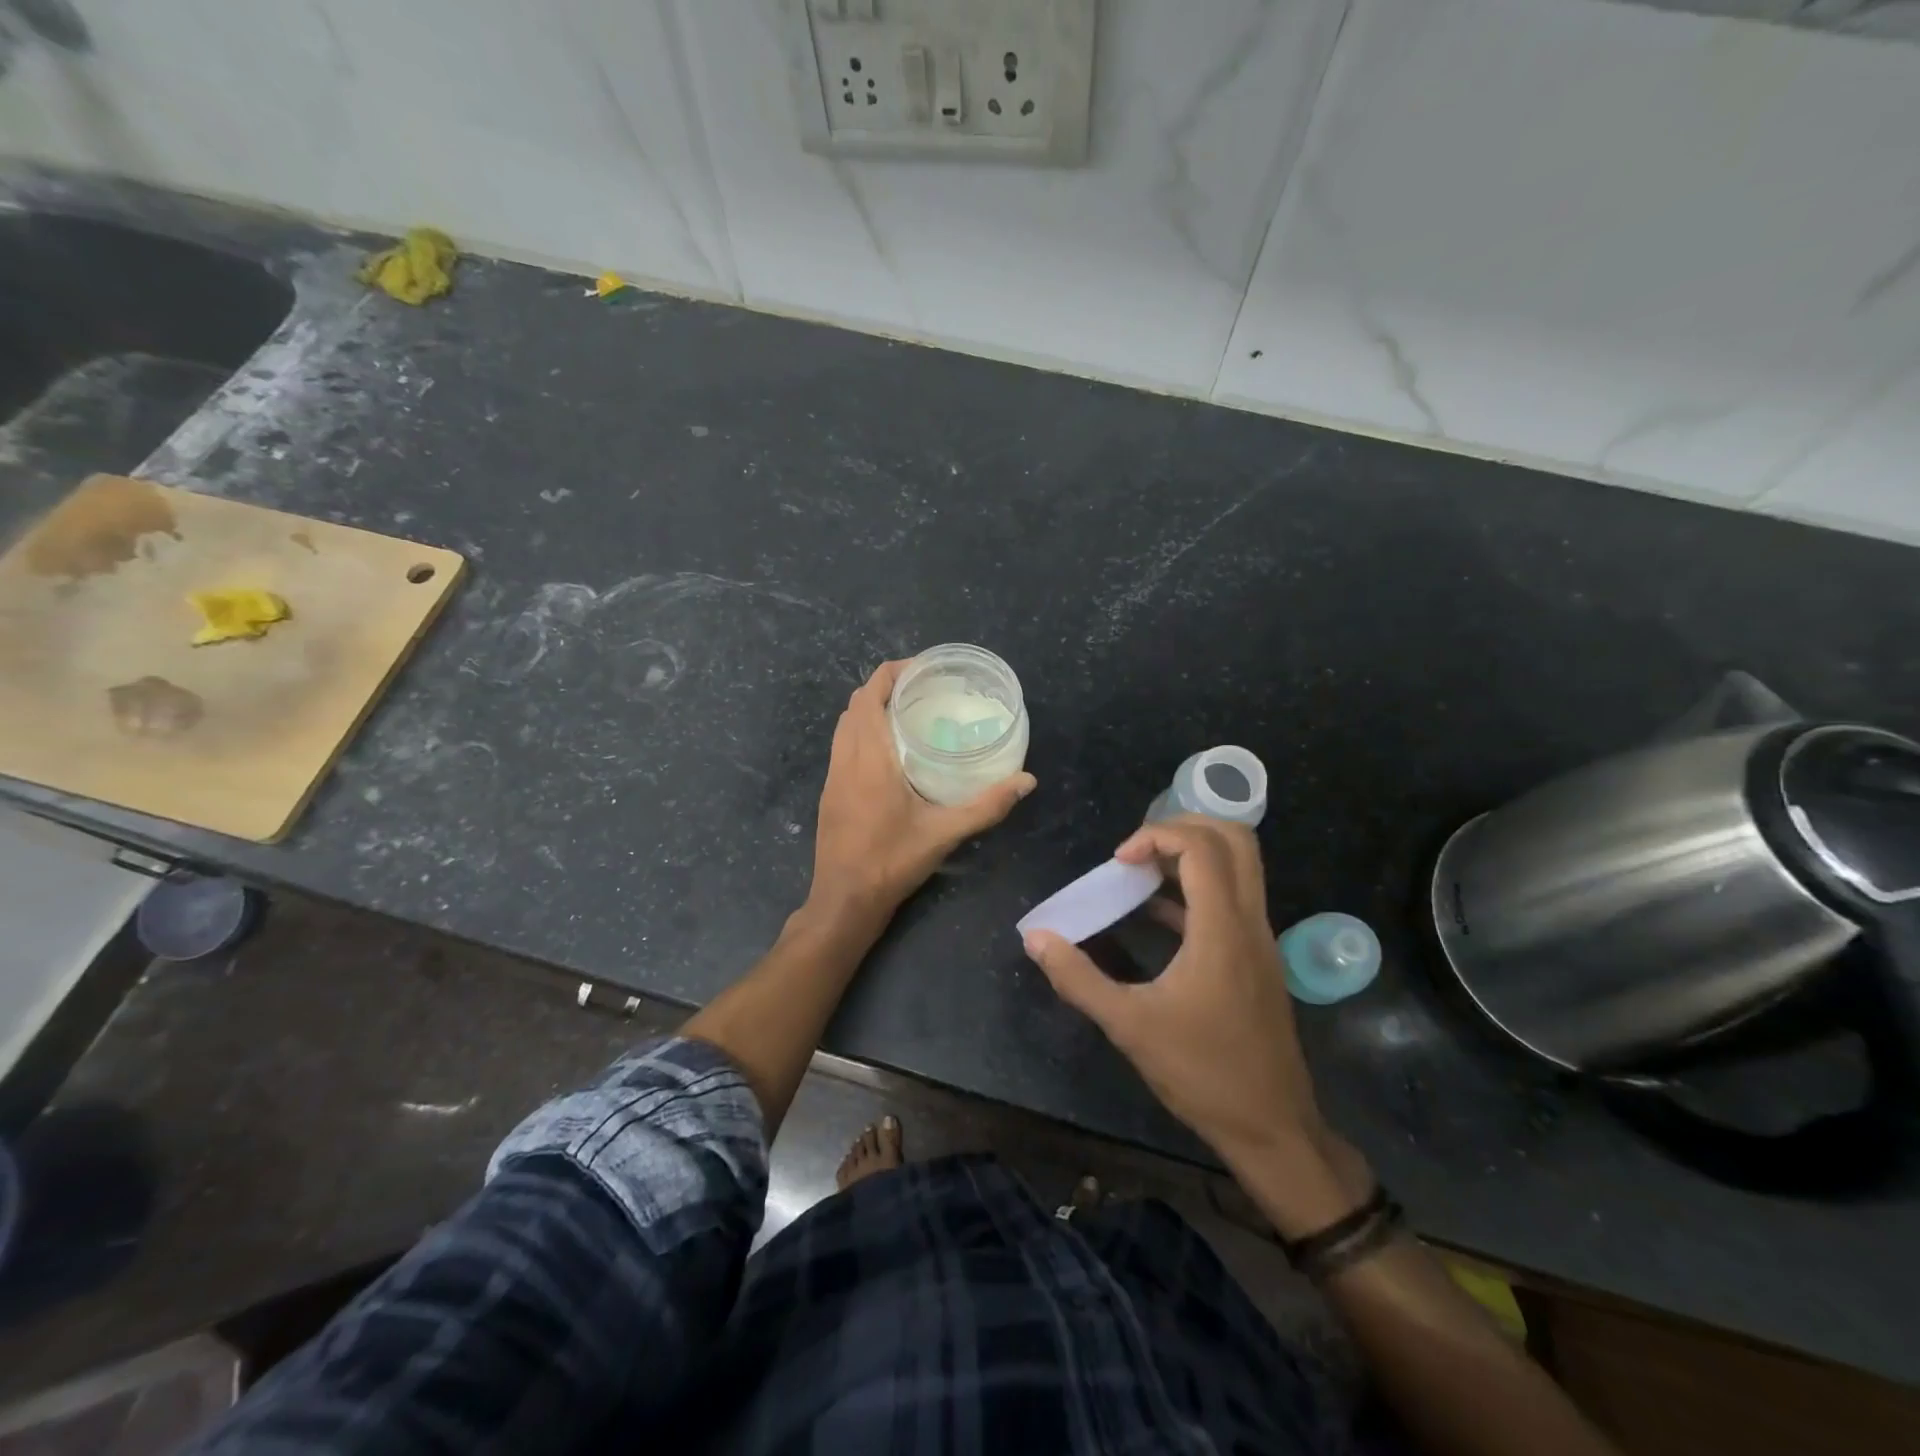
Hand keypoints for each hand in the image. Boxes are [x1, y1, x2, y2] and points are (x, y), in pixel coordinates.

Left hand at [809, 661, 1035, 923]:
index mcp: (869, 758)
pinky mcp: (830, 792)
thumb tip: (1027, 780)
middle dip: (884, 686)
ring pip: (845, 724)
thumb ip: (987, 805)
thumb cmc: (892, 862)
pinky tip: (889, 750)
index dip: (892, 672)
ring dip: (870, 708)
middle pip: (855, 704)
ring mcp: (833, 775)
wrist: (844, 900)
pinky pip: (842, 744)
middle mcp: (845, 758)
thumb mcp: (944, 833)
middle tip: (923, 688)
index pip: (870, 695)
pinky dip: (861, 730)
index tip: (923, 667)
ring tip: (908, 712)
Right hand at [1023, 817, 1329, 1169]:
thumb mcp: (1129, 1026)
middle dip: (1181, 828)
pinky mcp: (1258, 958)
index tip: (1117, 862)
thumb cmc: (1203, 1074)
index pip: (1202, 847)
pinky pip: (1233, 899)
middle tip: (1136, 851)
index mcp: (1222, 928)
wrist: (1274, 1128)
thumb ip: (1078, 978)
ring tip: (1139, 874)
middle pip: (1234, 839)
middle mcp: (1250, 921)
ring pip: (1239, 866)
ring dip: (1191, 855)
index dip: (1155, 837)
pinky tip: (1156, 915)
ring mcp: (1260, 939)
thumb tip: (1035, 938)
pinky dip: (1197, 888)